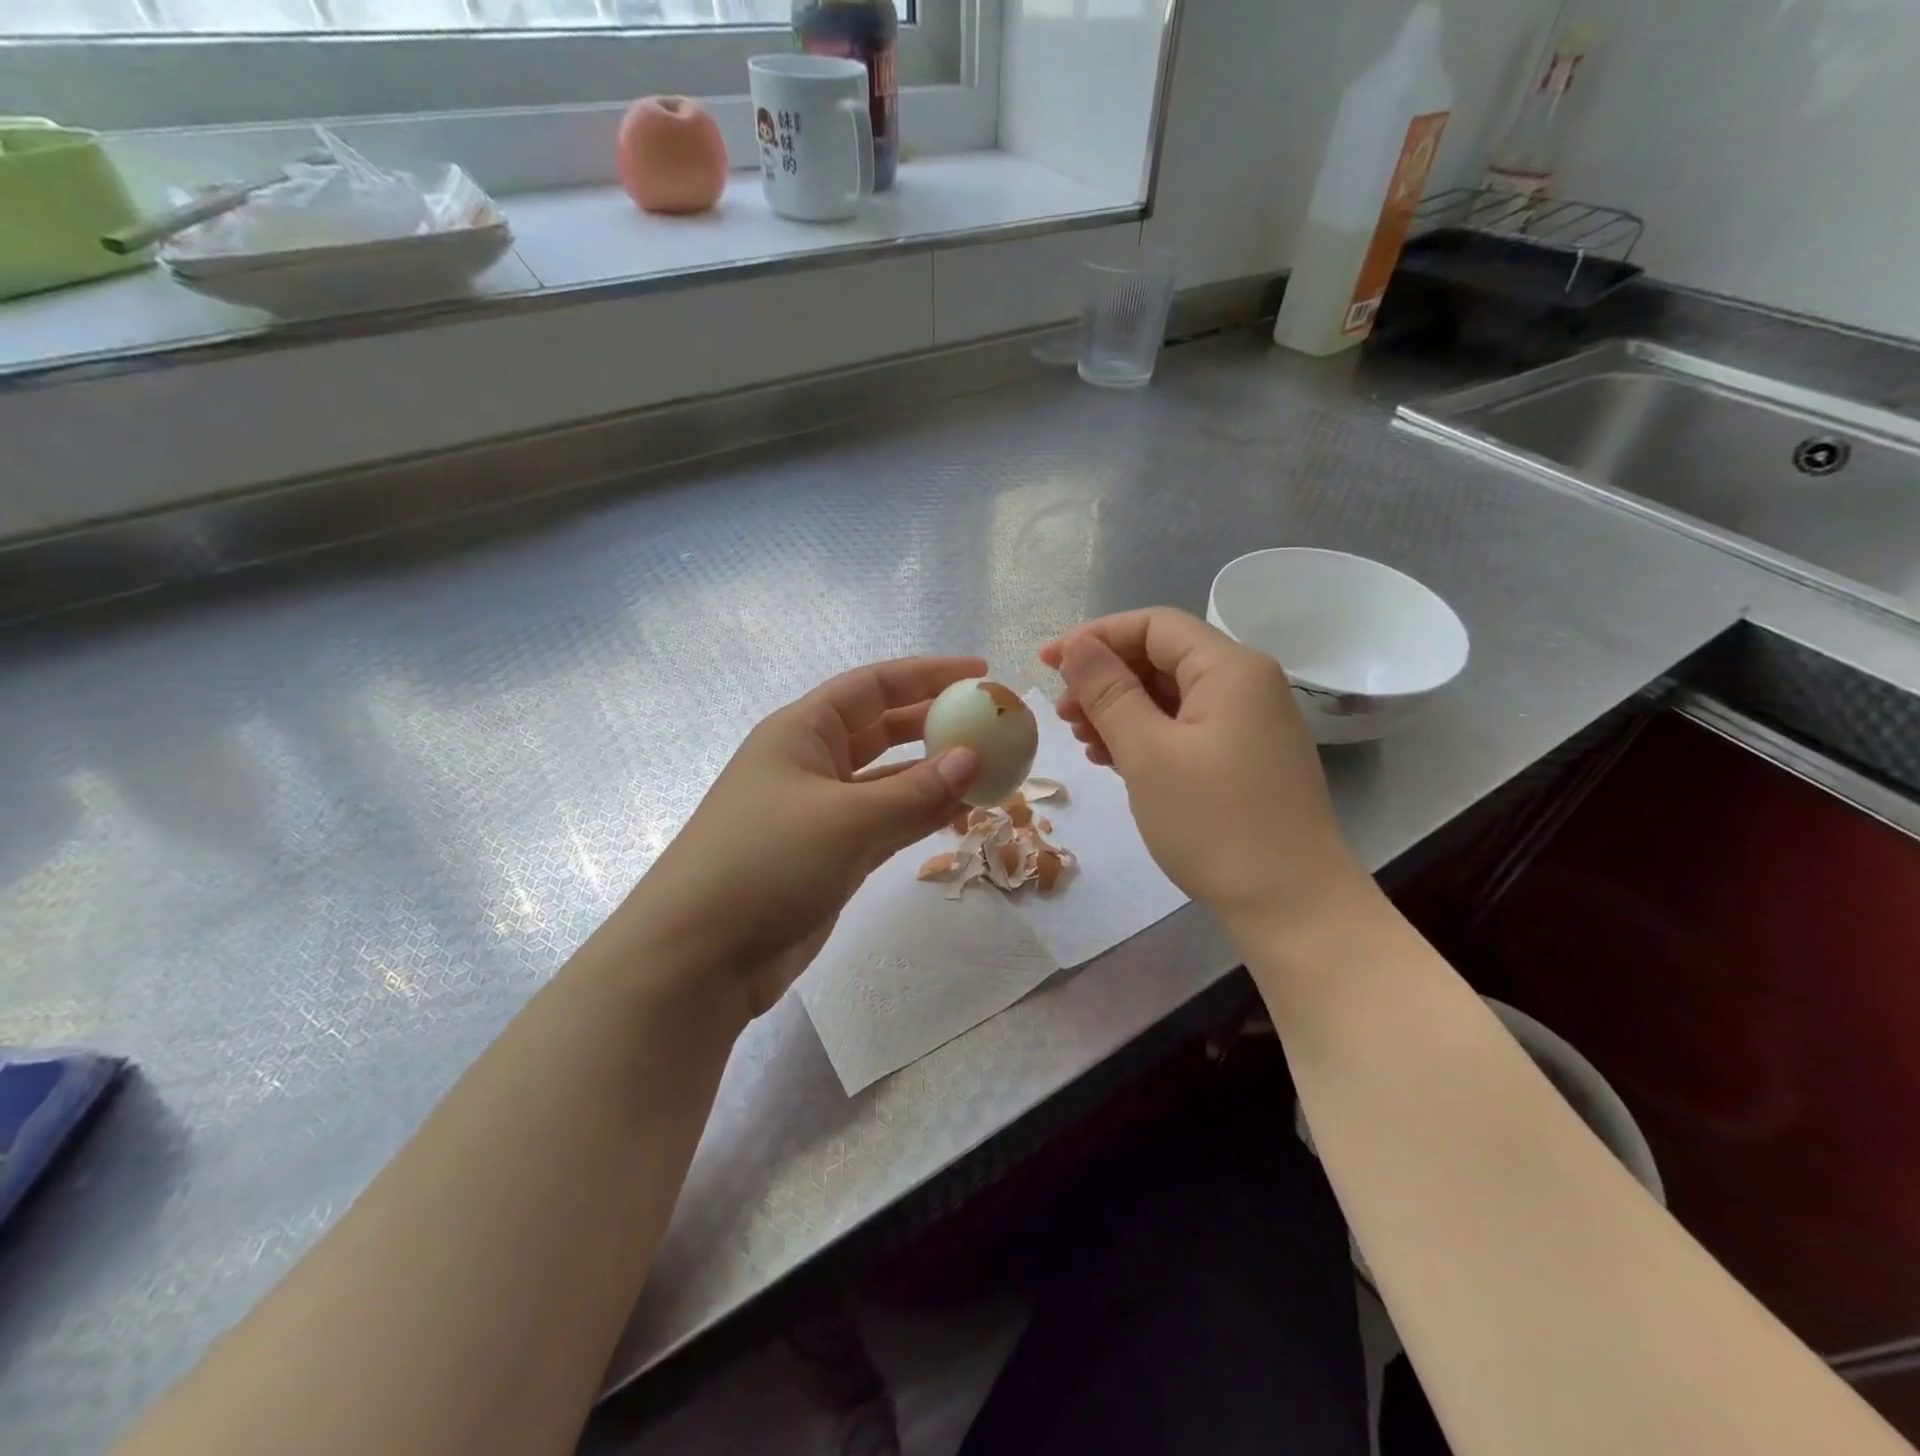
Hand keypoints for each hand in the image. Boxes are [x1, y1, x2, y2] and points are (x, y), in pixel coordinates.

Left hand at [622, 657, 983, 1023]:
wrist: (699, 957)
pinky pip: (885, 822)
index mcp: (802, 732)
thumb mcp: (848, 819)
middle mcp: (810, 763)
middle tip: (989, 725)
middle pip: (882, 729)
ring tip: (988, 772)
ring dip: (933, 776)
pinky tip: (959, 814)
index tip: (979, 673)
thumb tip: (973, 759)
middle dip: (934, 723)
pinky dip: (919, 816)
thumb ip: (916, 791)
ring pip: (888, 780)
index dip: (926, 675)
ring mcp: (819, 812)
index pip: (873, 686)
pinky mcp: (829, 856)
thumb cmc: (766, 863)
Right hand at [1040, 609, 1370, 928]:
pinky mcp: (1244, 758)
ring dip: (1121, 710)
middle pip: (1163, 658)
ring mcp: (1249, 724)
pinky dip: (1146, 736)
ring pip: (1171, 696)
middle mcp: (1246, 684)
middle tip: (1062, 713)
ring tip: (1082, 741)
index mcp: (1230, 668)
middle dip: (1106, 678)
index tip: (1048, 664)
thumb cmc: (1214, 822)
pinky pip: (1186, 728)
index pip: (1154, 625)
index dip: (1096, 637)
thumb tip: (1076, 645)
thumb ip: (1108, 691)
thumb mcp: (1148, 752)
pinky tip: (1114, 759)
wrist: (1291, 905)